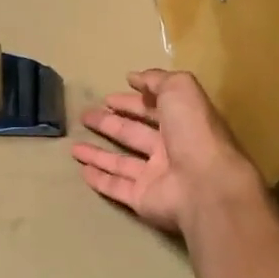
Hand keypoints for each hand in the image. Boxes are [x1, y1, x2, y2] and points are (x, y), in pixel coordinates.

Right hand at [72, 69, 264, 233]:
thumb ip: (156, 80)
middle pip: (133, 134)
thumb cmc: (194, 132)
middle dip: (110, 124)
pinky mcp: (142, 199)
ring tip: (73, 147)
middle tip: (85, 116)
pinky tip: (82, 172)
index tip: (108, 98)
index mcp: (182, 123)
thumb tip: (134, 78)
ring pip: (121, 162)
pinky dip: (100, 180)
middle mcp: (170, 149)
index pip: (152, 109)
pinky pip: (117, 187)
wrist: (204, 185)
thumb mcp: (179, 89)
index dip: (131, 102)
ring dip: (98, 154)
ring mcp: (156, 177)